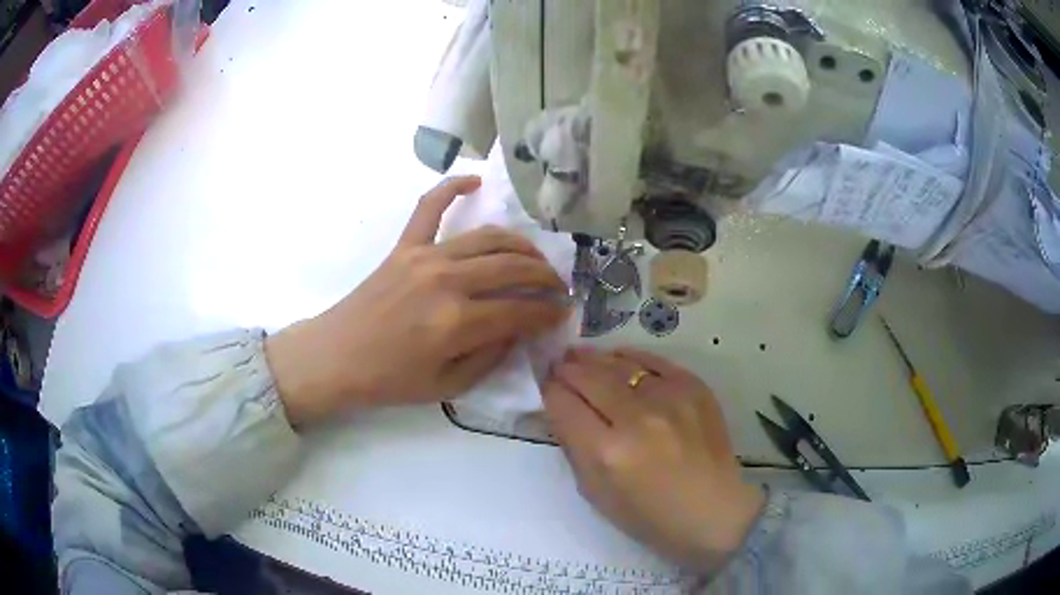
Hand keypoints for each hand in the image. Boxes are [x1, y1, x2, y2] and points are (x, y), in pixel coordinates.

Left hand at [266, 176, 571, 425]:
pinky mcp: (405, 246)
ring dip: (520, 244)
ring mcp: (425, 256)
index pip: (520, 310)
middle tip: (559, 286)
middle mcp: (447, 281)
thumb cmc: (389, 380)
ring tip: (535, 257)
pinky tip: (475, 180)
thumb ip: (490, 357)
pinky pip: (430, 206)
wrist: (336, 357)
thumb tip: (519, 329)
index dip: (549, 312)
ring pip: (488, 237)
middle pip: (512, 267)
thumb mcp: (448, 386)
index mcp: (457, 322)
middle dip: (545, 276)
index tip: (564, 312)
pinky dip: (452, 187)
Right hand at [542, 348, 763, 570]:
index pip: (563, 404)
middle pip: (588, 378)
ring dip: (594, 359)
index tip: (544, 387)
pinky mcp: (694, 388)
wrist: (714, 512)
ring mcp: (669, 398)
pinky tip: (618, 359)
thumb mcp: (597, 493)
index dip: (548, 392)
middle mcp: (637, 418)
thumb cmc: (650, 516)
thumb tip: (560, 410)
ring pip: (618, 363)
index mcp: (607, 452)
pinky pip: (653, 361)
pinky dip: (630, 357)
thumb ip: (574, 448)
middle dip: (566, 370)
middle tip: (557, 365)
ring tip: (580, 356)